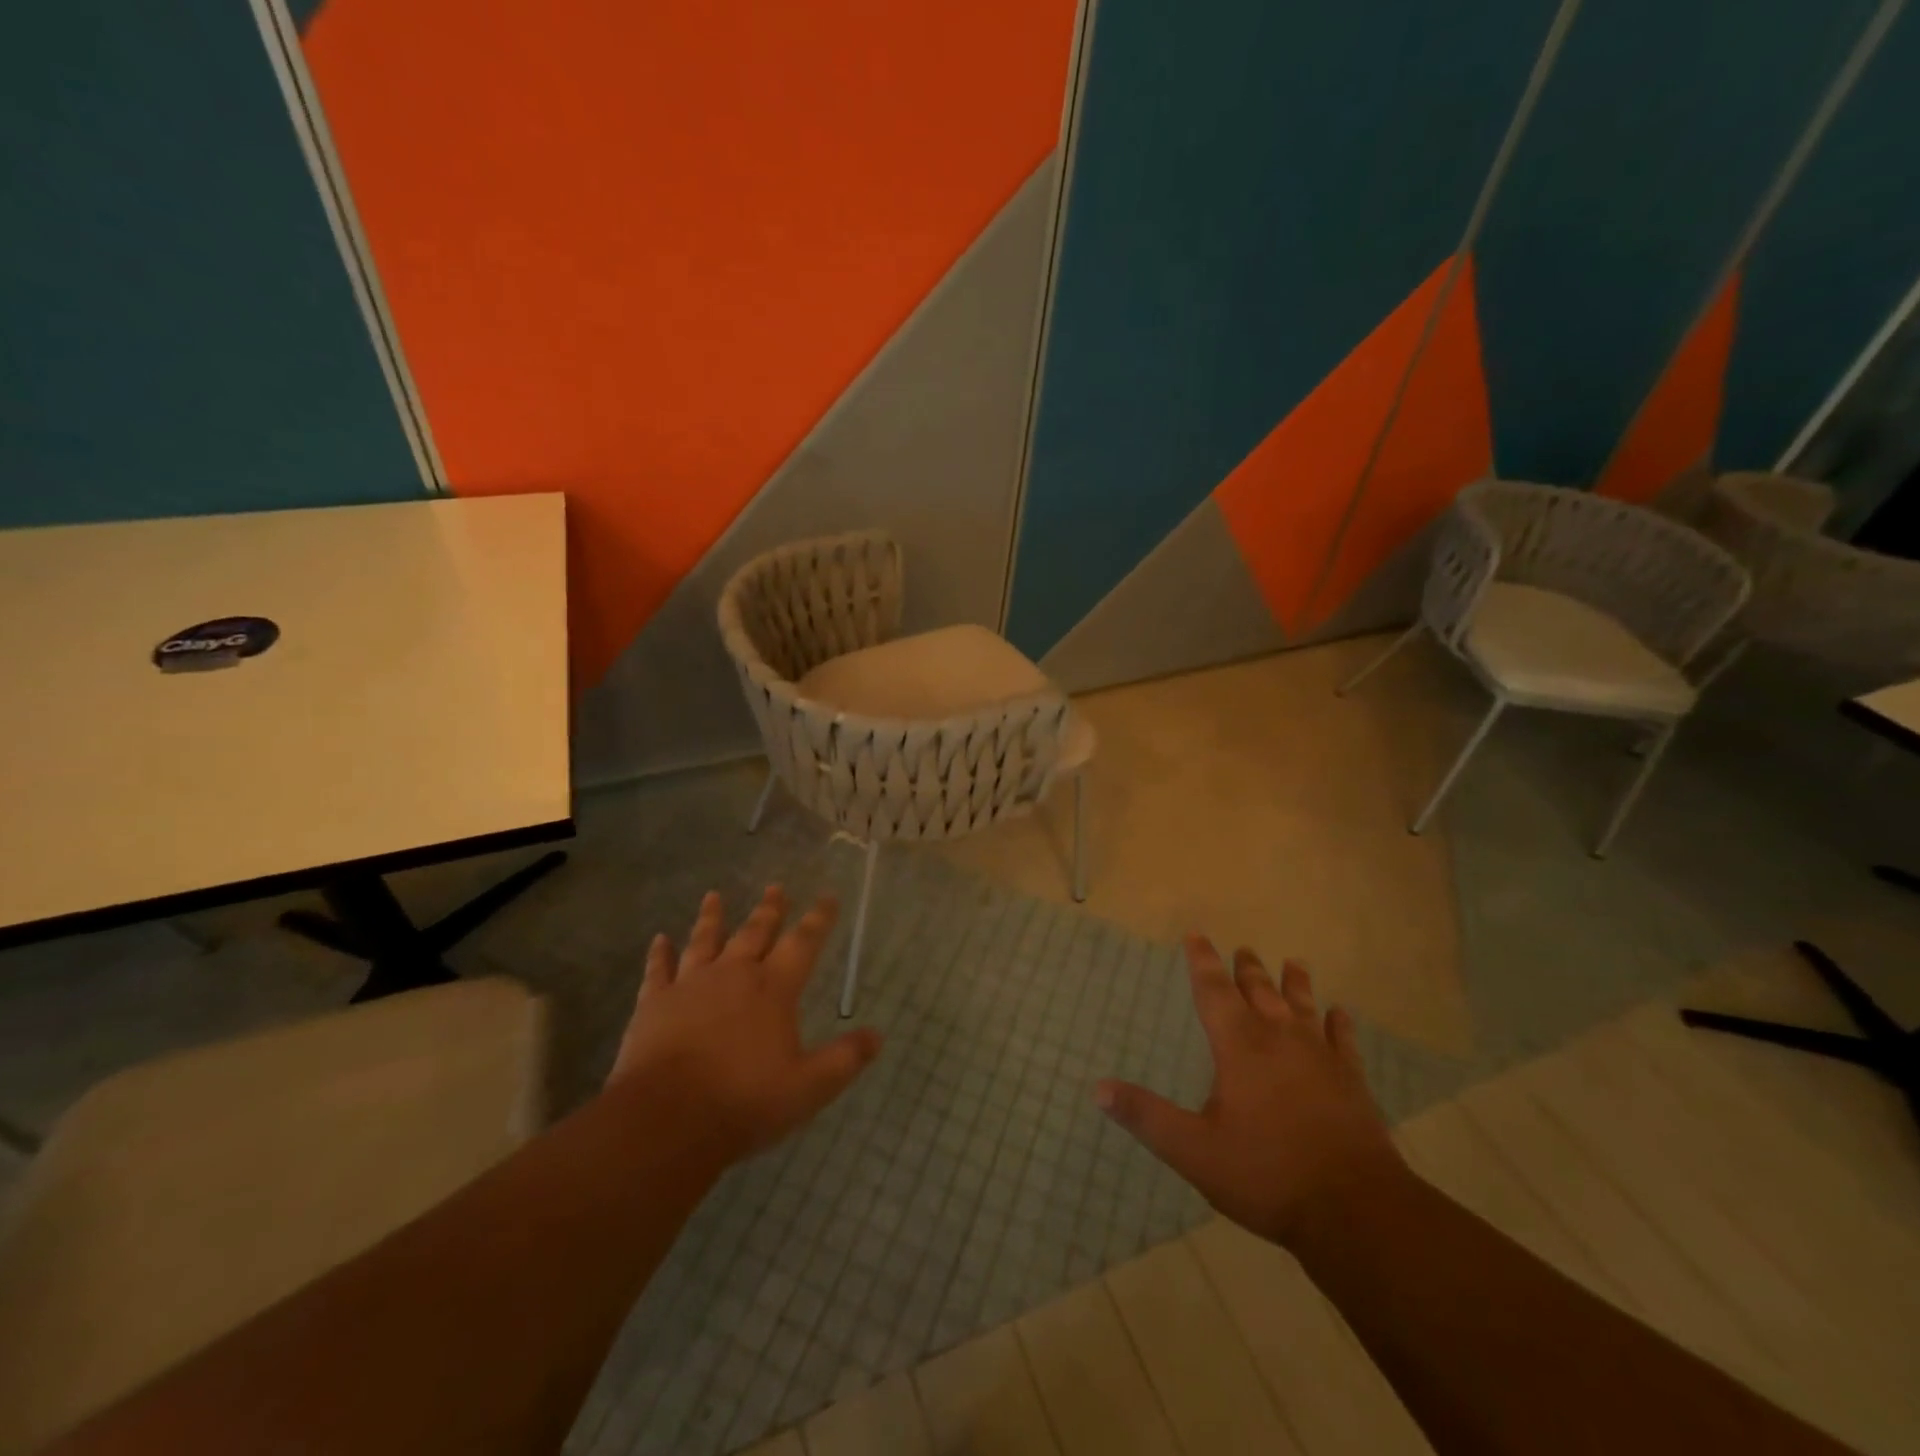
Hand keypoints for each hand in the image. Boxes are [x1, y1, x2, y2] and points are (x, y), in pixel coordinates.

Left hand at [611, 886, 881, 1161]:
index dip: (819, 919)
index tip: (828, 896)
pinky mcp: (654, 1004)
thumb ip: (845, 1059)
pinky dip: (659, 954)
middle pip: (755, 932)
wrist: (667, 1118)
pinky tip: (658, 940)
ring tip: (714, 896)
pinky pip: (658, 971)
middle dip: (769, 909)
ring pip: (704, 941)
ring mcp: (691, 985)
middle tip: (776, 887)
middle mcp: (734, 975)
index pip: (804, 943)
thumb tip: (877, 1036)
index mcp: (774, 989)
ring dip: (712, 918)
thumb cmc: (744, 1101)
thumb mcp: (809, 1087)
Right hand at [1097, 937, 1406, 1248]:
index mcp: (1239, 1046)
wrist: (1355, 1209)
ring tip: (1294, 963)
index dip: (1202, 962)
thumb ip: (1147, 1116)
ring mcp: (1321, 1057)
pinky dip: (1340, 1024)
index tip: (1196, 936)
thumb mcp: (1193, 1151)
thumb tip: (1099, 1088)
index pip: (1214, 991)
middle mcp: (1279, 1038)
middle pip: (1260, 991)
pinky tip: (1341, 1014)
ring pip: (1303, 1006)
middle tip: (1243, 949)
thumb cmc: (1266, 1174)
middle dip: (1247, 969)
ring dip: (1295, 983)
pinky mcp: (1352, 1081)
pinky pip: (1344, 1040)